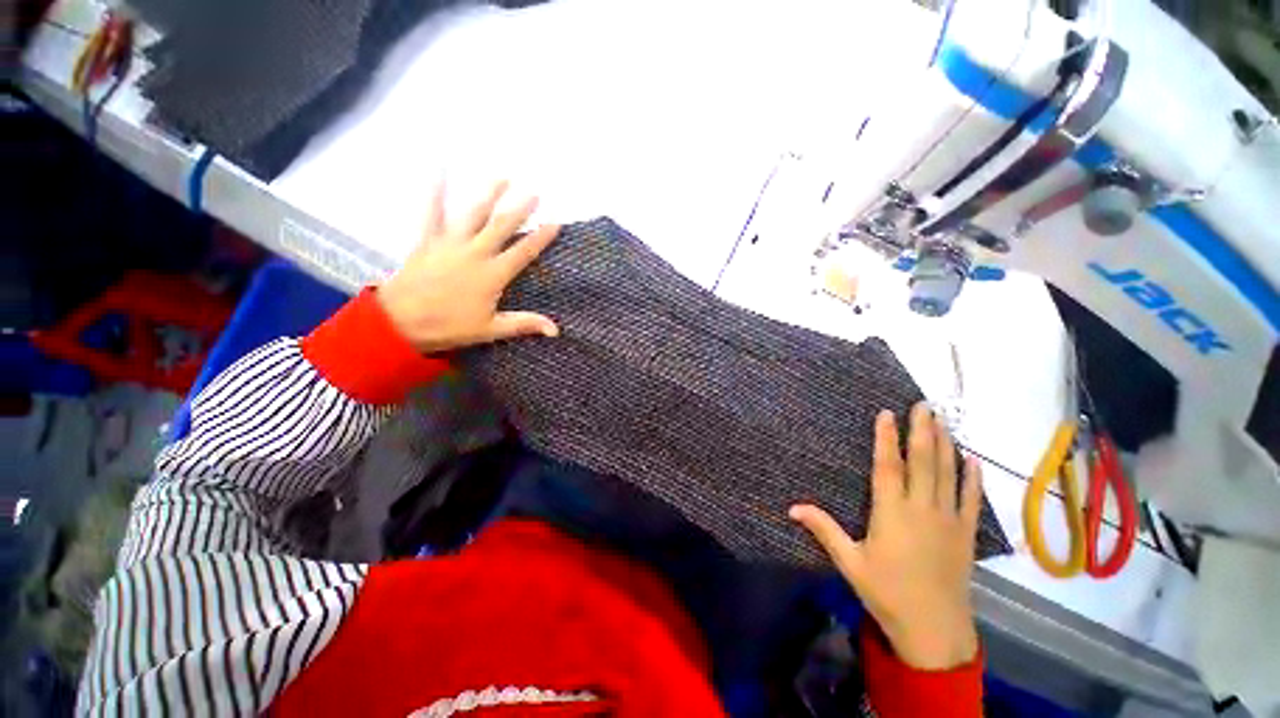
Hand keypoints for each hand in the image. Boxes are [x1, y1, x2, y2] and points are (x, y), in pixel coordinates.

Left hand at [377, 181, 560, 353]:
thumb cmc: (449, 326)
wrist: (400, 321)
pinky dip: (436, 192)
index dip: (541, 237)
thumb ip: (524, 324)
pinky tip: (439, 171)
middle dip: (520, 209)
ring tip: (502, 177)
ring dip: (489, 194)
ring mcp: (450, 243)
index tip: (555, 222)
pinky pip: (432, 213)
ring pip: (473, 214)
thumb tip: (556, 330)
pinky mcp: (428, 241)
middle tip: (534, 192)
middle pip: (502, 226)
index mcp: (493, 274)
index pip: (524, 252)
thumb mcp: (491, 329)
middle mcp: (475, 253)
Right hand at [790, 403, 982, 669]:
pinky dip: (972, 478)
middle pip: (923, 462)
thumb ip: (823, 529)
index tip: (887, 413)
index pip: (887, 466)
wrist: (935, 630)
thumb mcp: (850, 562)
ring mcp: (948, 520)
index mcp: (891, 512)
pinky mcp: (965, 534)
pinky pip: (971, 499)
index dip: (886, 438)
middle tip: (923, 405)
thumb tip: (791, 507)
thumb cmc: (887, 593)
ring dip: (946, 445)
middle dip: (922, 430)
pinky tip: (973, 459)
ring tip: (943, 421)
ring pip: (948, 474)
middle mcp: (922, 509)